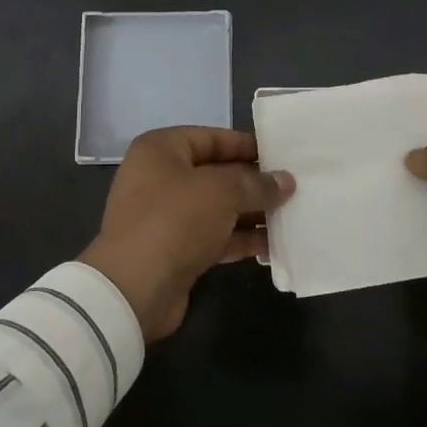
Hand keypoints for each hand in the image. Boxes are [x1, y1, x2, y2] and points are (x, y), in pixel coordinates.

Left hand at [81, 127, 295, 341]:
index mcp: (160, 150)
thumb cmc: (175, 220)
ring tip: (290, 215)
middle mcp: (160, 177)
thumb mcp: (221, 192)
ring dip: (251, 212)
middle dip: (253, 182)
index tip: (281, 155)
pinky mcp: (174, 250)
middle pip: (215, 173)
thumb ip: (256, 183)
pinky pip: (214, 236)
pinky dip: (239, 239)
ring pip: (217, 207)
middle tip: (293, 187)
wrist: (134, 289)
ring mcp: (165, 216)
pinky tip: (272, 244)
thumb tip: (286, 181)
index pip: (211, 137)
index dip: (246, 145)